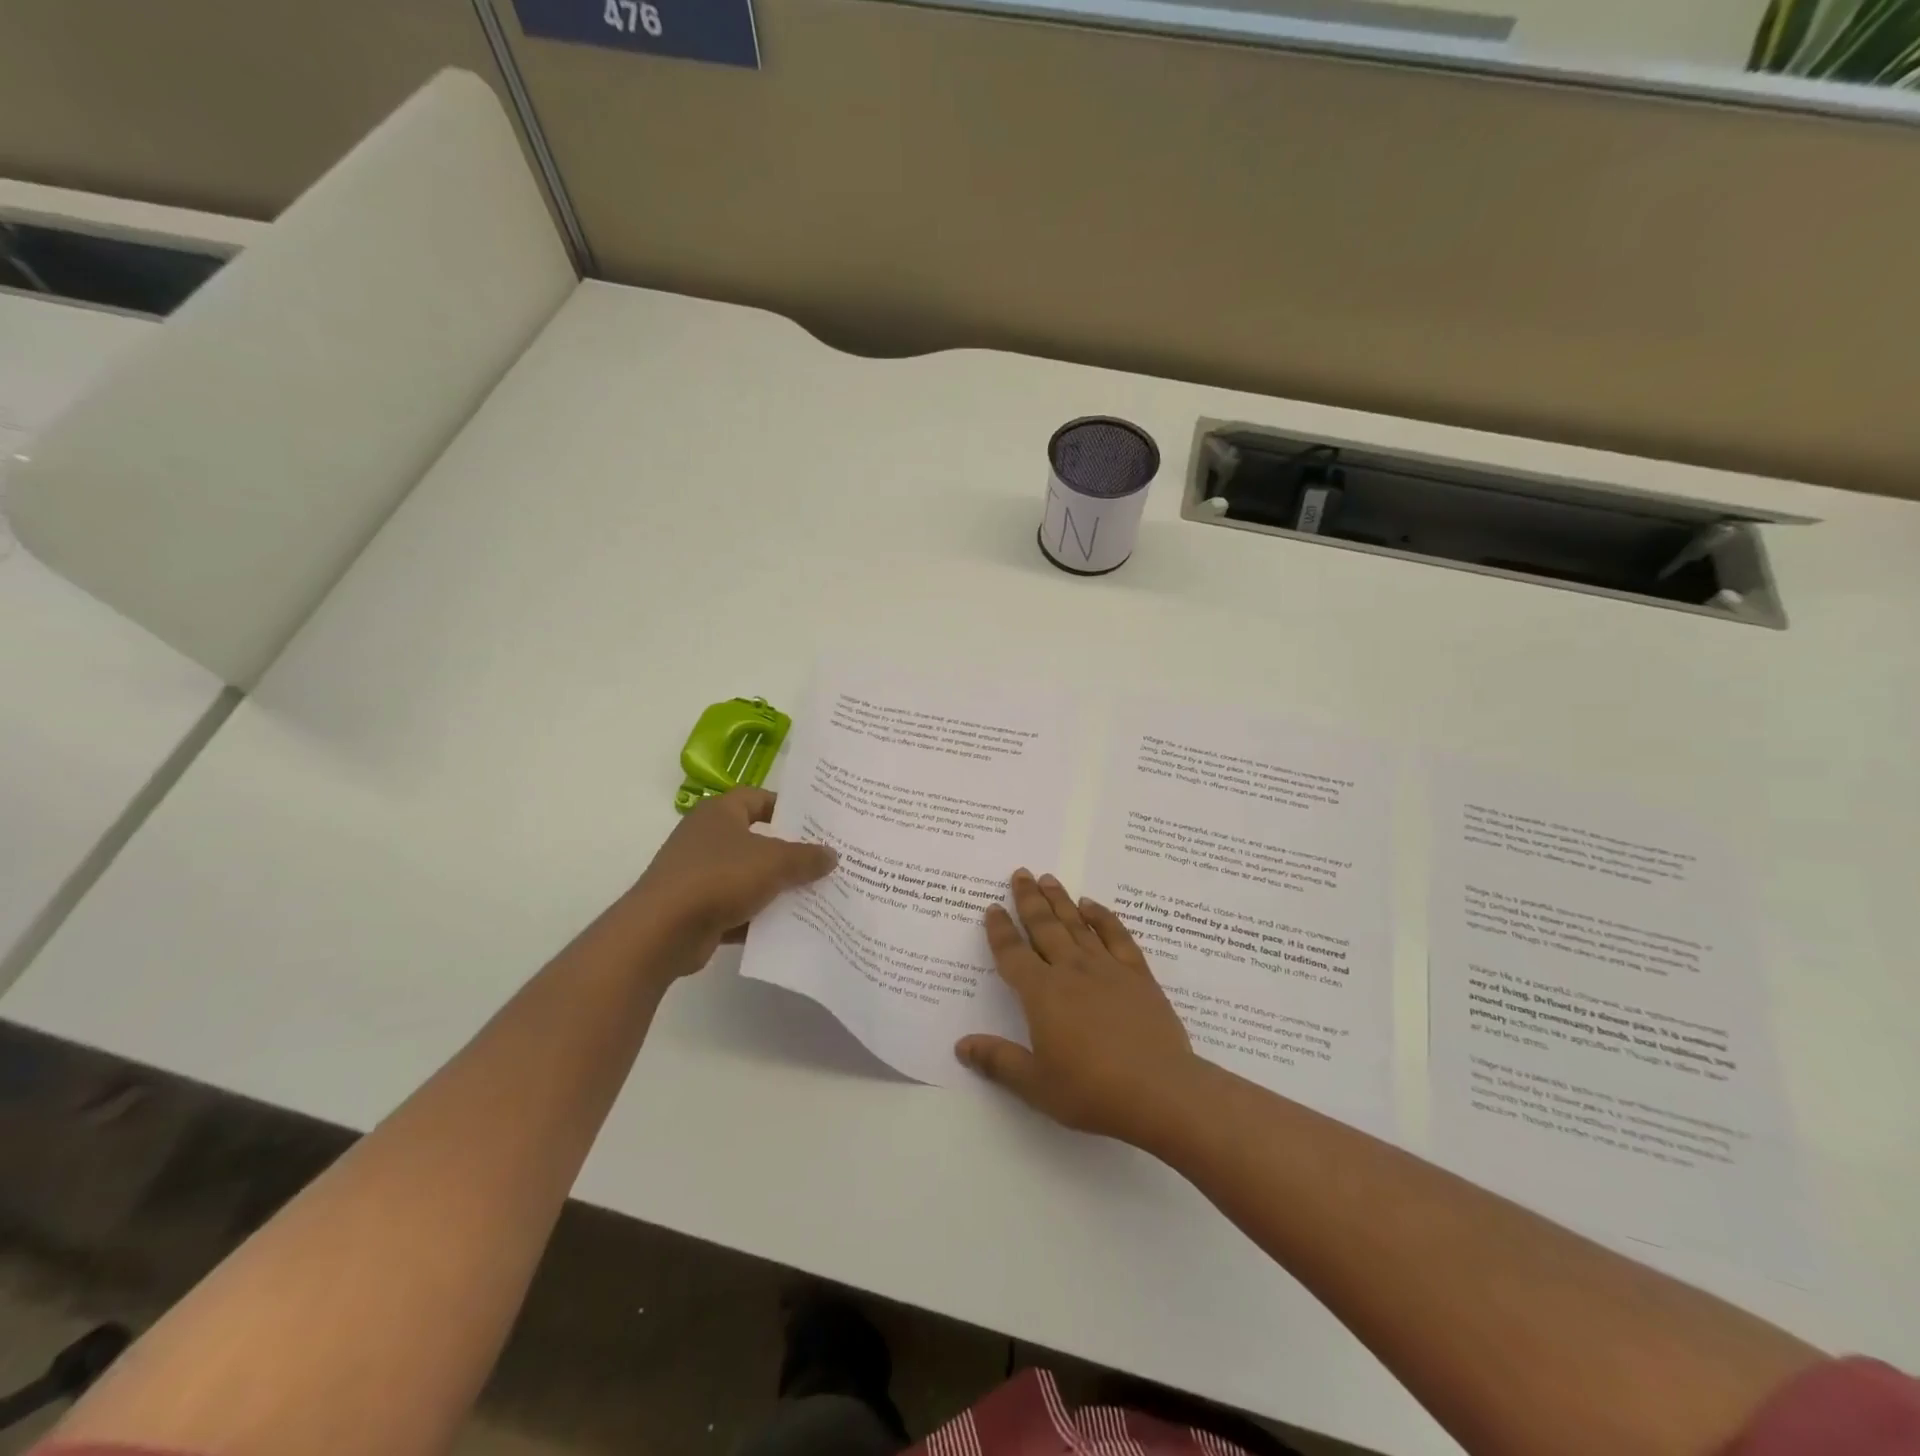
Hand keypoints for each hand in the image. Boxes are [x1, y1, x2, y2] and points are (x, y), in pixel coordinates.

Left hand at [621, 788, 835, 977]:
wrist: (662, 931)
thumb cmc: (719, 877)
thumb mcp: (774, 862)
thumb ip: (806, 857)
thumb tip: (831, 855)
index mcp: (720, 813)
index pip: (757, 798)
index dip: (786, 807)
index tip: (815, 822)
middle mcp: (706, 838)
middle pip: (756, 840)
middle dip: (788, 852)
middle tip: (823, 860)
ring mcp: (698, 875)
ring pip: (747, 877)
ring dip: (775, 888)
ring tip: (814, 895)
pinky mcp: (696, 910)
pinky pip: (736, 909)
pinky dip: (758, 917)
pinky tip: (788, 927)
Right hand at [955, 869, 1204, 1145]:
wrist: (1160, 1091)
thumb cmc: (1092, 1091)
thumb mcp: (1036, 1085)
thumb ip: (998, 1061)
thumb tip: (961, 1046)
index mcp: (1042, 994)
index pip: (1013, 954)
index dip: (1000, 931)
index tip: (992, 908)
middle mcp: (1071, 971)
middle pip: (1045, 927)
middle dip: (1029, 900)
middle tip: (1020, 873)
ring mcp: (1107, 969)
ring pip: (1078, 924)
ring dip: (1061, 901)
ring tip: (1048, 878)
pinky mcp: (1138, 976)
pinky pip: (1117, 936)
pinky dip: (1103, 917)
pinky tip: (1093, 906)